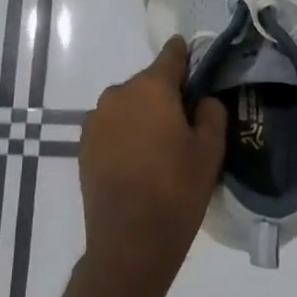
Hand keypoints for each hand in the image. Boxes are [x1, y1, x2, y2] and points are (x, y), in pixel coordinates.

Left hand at [78, 37, 227, 291]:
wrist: (129, 241)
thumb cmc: (177, 190)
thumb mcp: (210, 150)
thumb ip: (211, 112)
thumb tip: (202, 99)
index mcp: (151, 88)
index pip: (171, 56)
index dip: (186, 55)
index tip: (196, 59)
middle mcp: (118, 94)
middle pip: (148, 83)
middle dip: (166, 94)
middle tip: (186, 120)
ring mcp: (96, 120)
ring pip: (128, 106)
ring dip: (144, 115)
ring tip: (161, 146)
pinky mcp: (84, 145)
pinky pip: (112, 127)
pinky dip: (126, 134)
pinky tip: (139, 161)